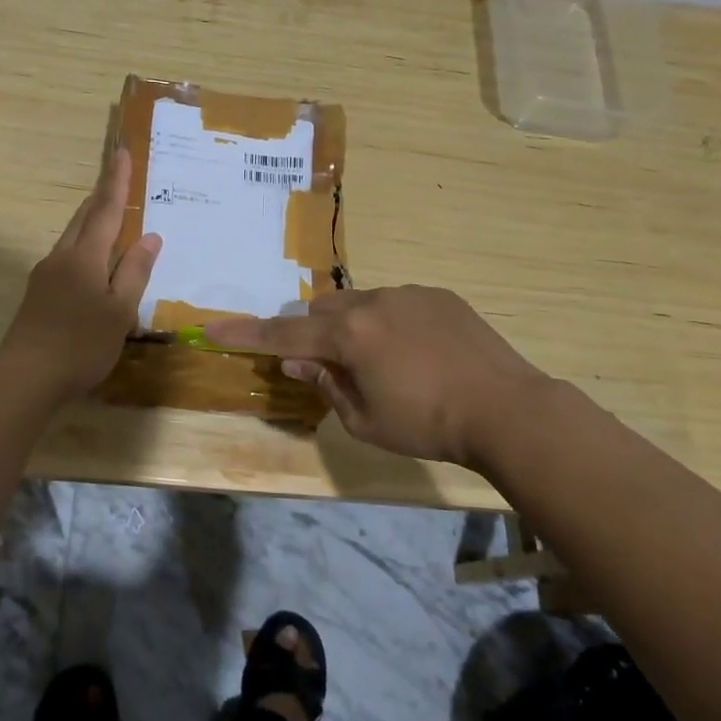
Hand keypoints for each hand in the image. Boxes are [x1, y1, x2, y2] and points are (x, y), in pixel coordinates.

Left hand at [0, 147, 161, 399]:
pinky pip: (67, 255)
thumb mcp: (119, 312)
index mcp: (85, 256)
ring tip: (110, 215)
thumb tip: (150, 237)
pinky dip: (84, 245)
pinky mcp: (39, 292)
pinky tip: (93, 261)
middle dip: (102, 196)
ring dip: (91, 220)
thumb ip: (134, 272)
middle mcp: (62, 256)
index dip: (116, 180)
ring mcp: (46, 274)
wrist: (26, 376)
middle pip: (84, 217)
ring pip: (73, 236)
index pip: (105, 209)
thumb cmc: (81, 344)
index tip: (121, 151)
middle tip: (118, 178)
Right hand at [205, 286, 557, 468]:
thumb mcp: (365, 421)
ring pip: (358, 302)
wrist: (508, 409)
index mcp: (349, 337)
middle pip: (320, 311)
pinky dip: (389, 322)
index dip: (245, 335)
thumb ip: (326, 385)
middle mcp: (372, 303)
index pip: (283, 337)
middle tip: (334, 367)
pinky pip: (395, 302)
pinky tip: (418, 353)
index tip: (212, 330)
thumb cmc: (429, 426)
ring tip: (386, 362)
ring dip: (353, 327)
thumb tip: (296, 362)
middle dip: (314, 335)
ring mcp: (408, 294)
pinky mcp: (438, 295)